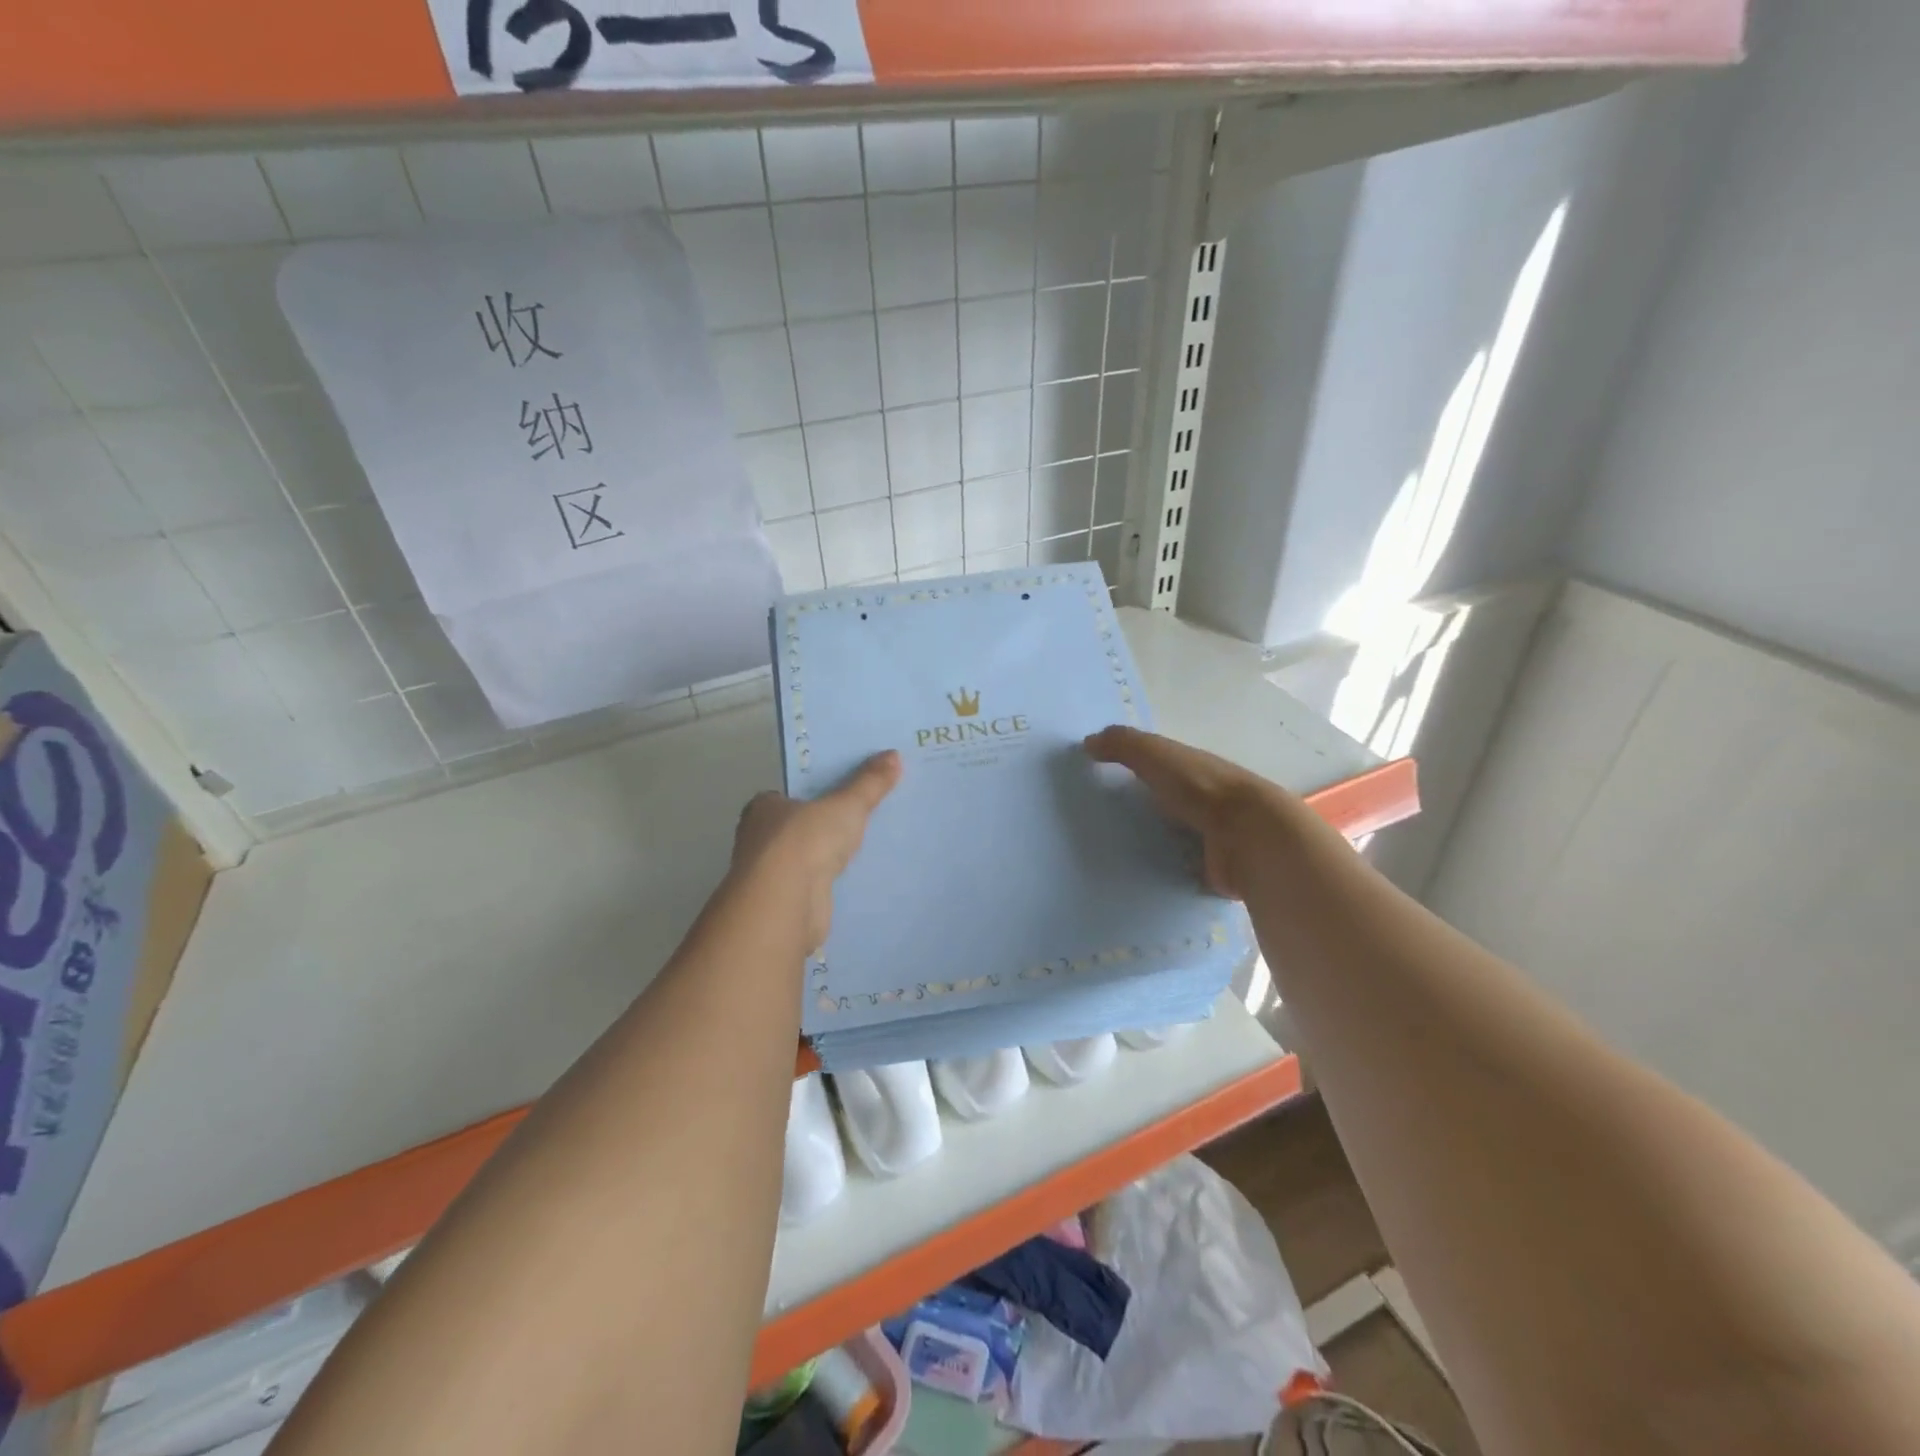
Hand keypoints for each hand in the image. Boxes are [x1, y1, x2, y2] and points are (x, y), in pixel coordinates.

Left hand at [731, 751, 902, 948]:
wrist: (786, 903)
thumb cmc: (806, 841)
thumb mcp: (846, 805)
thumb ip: (869, 783)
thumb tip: (894, 755)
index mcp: (764, 808)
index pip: (788, 795)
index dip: (813, 793)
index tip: (842, 793)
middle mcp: (760, 839)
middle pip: (798, 827)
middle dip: (824, 825)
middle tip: (863, 817)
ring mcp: (772, 874)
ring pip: (806, 858)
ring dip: (828, 857)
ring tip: (868, 847)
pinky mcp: (786, 903)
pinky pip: (815, 886)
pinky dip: (831, 884)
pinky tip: (857, 880)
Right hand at [1084, 726, 1281, 899]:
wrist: (1249, 837)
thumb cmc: (1200, 788)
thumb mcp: (1156, 755)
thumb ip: (1123, 745)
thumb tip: (1088, 741)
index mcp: (1192, 770)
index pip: (1160, 768)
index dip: (1136, 771)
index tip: (1102, 782)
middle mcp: (1203, 801)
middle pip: (1166, 804)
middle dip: (1142, 811)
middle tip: (1098, 824)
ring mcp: (1211, 838)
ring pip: (1174, 838)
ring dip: (1152, 844)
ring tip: (1109, 856)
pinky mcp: (1212, 870)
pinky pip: (1180, 870)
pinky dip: (1164, 873)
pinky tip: (1137, 879)